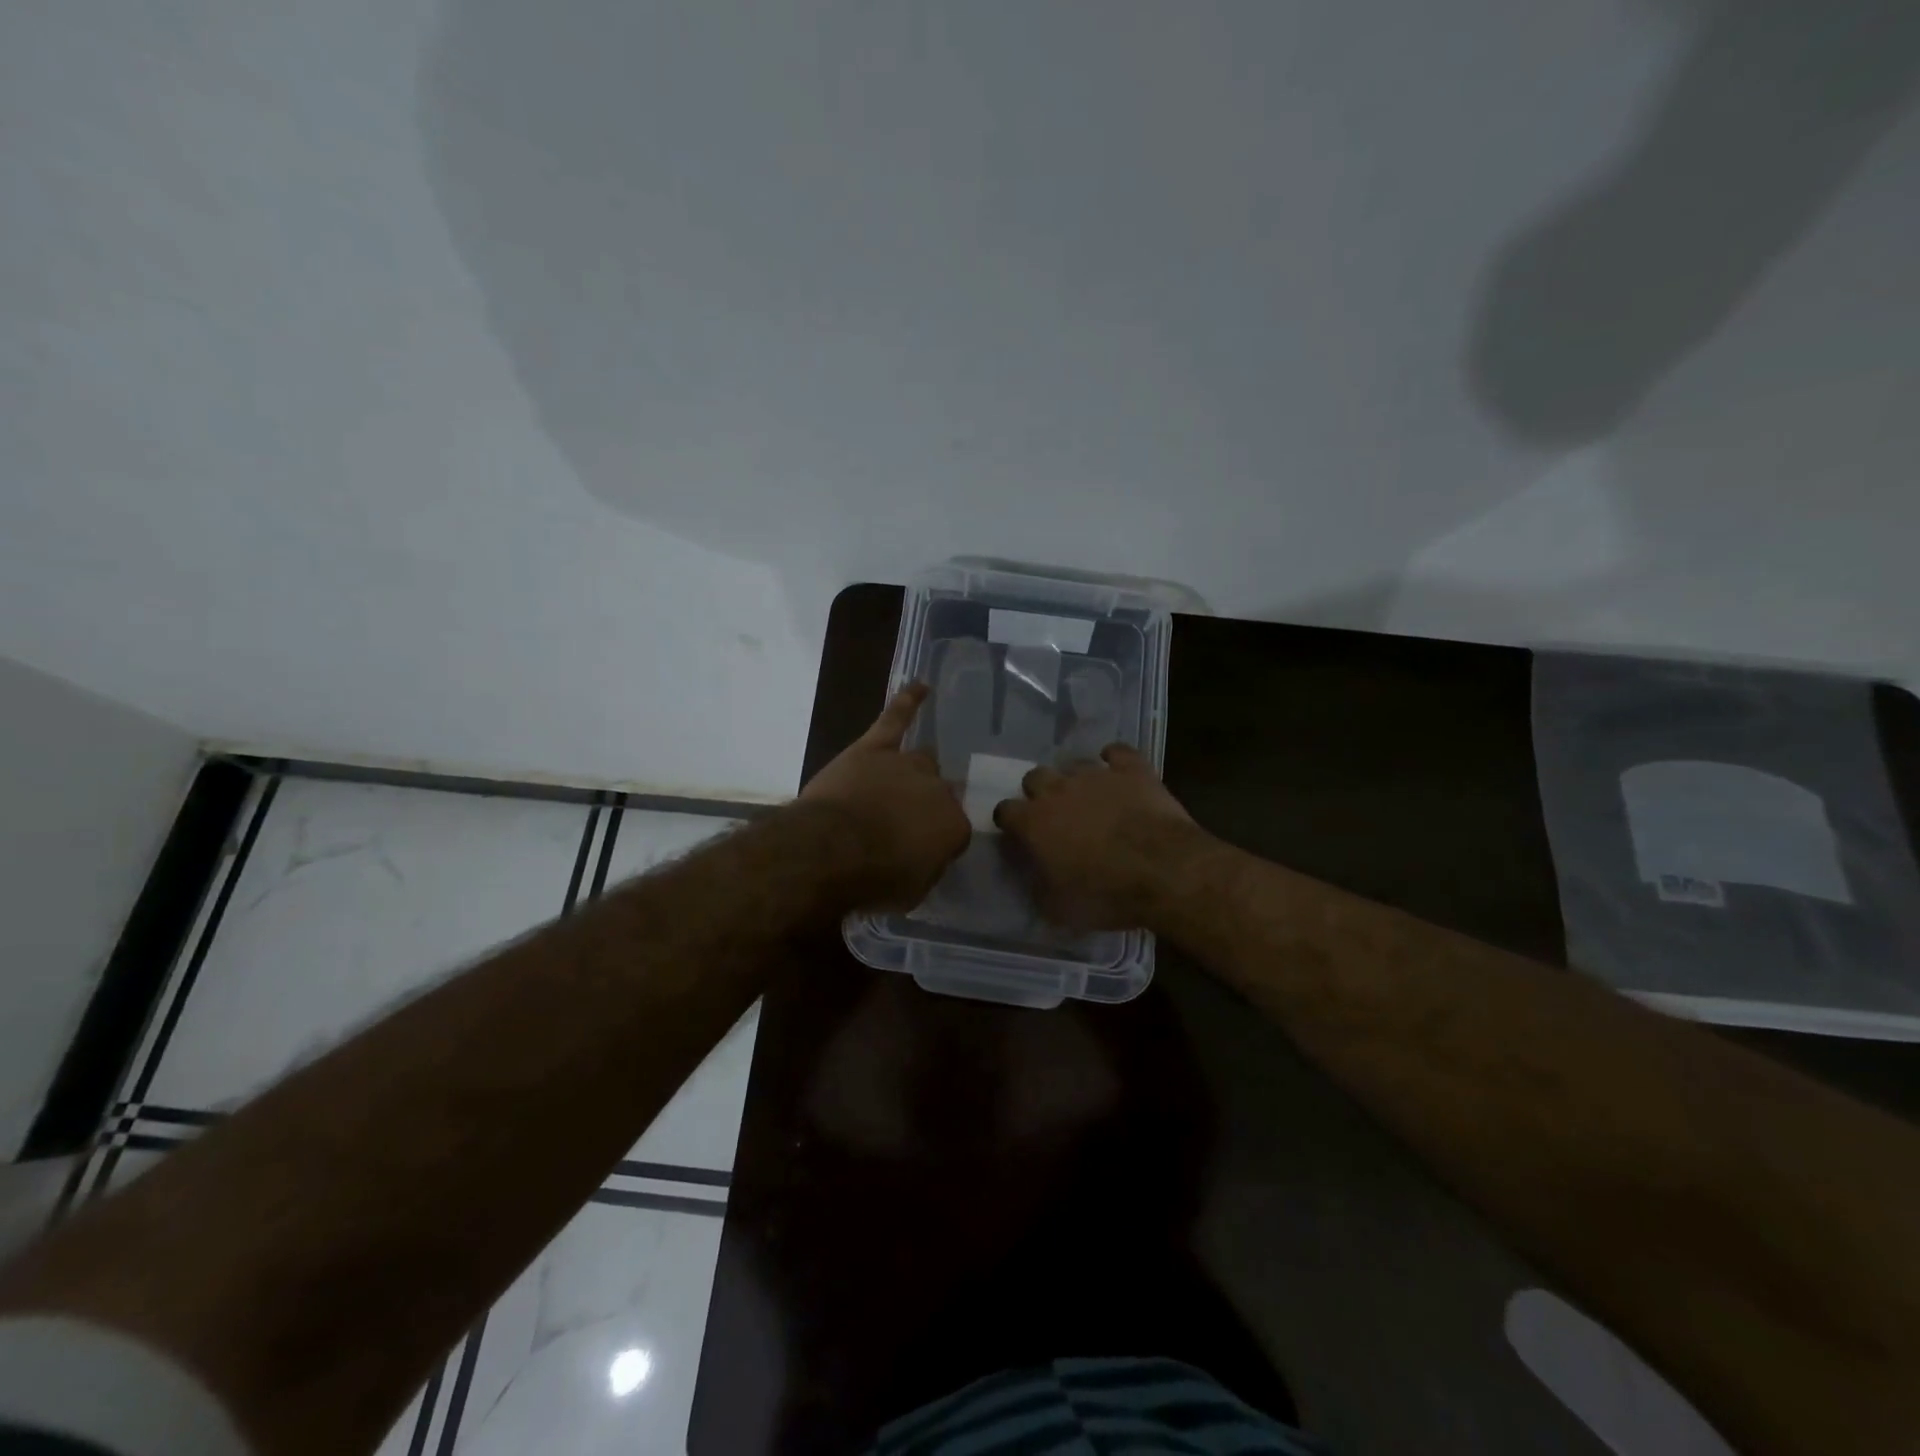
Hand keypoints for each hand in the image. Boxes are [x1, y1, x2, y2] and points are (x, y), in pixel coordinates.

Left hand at [799, 683, 970, 908]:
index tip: (920, 851)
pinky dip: (908, 701)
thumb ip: (927, 866)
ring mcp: (905, 764)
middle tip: (906, 821)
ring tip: (907, 779)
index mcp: (953, 826)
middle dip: (926, 804)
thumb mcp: (912, 891)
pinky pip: (895, 718)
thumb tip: (927, 855)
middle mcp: (938, 789)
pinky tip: (921, 686)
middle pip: (940, 790)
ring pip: (922, 759)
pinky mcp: (874, 748)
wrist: (832, 850)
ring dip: (916, 771)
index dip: (936, 840)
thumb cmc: (874, 879)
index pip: (954, 829)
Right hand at [993, 744, 1207, 929]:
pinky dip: (1115, 760)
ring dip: (1076, 780)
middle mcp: (1057, 789)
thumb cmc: (1105, 894)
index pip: (1005, 811)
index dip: (1010, 822)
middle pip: (1034, 777)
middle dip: (1039, 793)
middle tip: (1055, 815)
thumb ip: (1039, 887)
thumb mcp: (1059, 908)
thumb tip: (1036, 879)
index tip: (1019, 835)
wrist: (1164, 870)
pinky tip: (1119, 771)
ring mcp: (1096, 775)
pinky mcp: (1132, 769)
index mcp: (1033, 822)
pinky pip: (1118, 752)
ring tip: (1090, 798)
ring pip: (1074, 764)